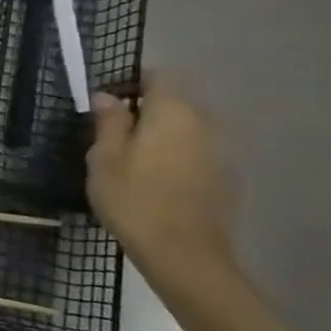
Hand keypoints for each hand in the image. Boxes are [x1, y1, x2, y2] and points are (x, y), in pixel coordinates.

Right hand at [86, 74, 238, 288]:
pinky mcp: (225, 177)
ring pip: (186, 128)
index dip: (131, 81)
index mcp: (172, 113)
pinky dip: (175, 155)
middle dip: (144, 109)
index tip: (106, 100)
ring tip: (131, 158)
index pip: (158, 76)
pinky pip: (196, 152)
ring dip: (160, 134)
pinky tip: (155, 180)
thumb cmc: (134, 199)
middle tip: (111, 132)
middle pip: (174, 102)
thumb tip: (107, 96)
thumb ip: (108, 122)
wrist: (184, 254)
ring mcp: (220, 151)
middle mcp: (204, 123)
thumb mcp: (105, 158)